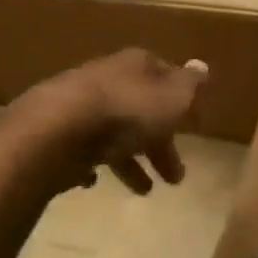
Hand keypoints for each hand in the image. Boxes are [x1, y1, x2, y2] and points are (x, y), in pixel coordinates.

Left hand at [16, 49, 207, 195]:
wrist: (56, 130)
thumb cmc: (125, 111)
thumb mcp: (170, 98)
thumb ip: (188, 85)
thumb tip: (202, 66)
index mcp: (134, 66)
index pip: (164, 75)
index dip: (180, 100)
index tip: (194, 126)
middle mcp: (106, 79)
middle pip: (140, 109)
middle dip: (159, 142)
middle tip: (175, 177)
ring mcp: (79, 106)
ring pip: (112, 132)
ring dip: (131, 160)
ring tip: (144, 191)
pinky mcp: (57, 132)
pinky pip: (82, 148)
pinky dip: (94, 162)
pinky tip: (97, 181)